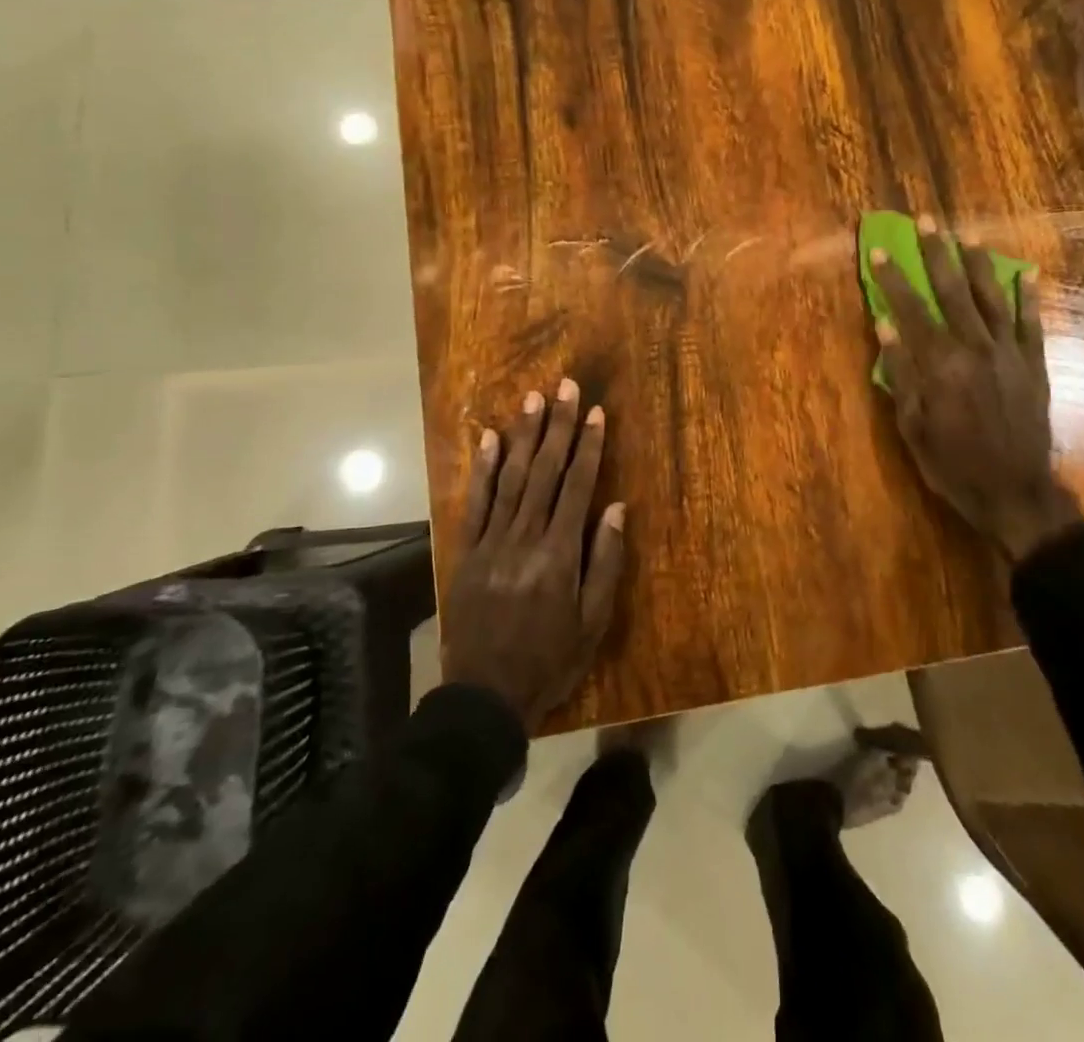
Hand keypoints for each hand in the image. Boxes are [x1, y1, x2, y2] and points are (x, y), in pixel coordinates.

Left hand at [441, 378, 627, 731]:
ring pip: (511, 478)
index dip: (589, 447)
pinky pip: (475, 503)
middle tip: (566, 387)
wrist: (484, 695)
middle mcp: (525, 537)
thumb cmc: (549, 660)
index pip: (578, 487)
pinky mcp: (467, 551)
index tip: (596, 413)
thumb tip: (616, 508)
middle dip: (558, 426)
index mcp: (560, 553)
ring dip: (524, 436)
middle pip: (545, 471)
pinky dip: (482, 469)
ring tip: (533, 400)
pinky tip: (489, 439)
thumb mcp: (593, 622)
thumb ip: (605, 562)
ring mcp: (491, 541)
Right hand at [870, 218, 1081, 559]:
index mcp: (941, 365)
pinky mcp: (1035, 364)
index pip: (911, 310)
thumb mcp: (912, 426)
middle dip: (936, 254)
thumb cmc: (953, 464)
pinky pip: (1032, 323)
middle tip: (926, 221)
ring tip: (967, 234)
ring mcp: (1010, 354)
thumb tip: (886, 327)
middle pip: (952, 291)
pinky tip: (1027, 272)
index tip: (880, 252)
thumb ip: (902, 374)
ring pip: (992, 297)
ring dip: (978, 263)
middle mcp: (976, 348)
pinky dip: (1029, 296)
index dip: (893, 280)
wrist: (1015, 492)